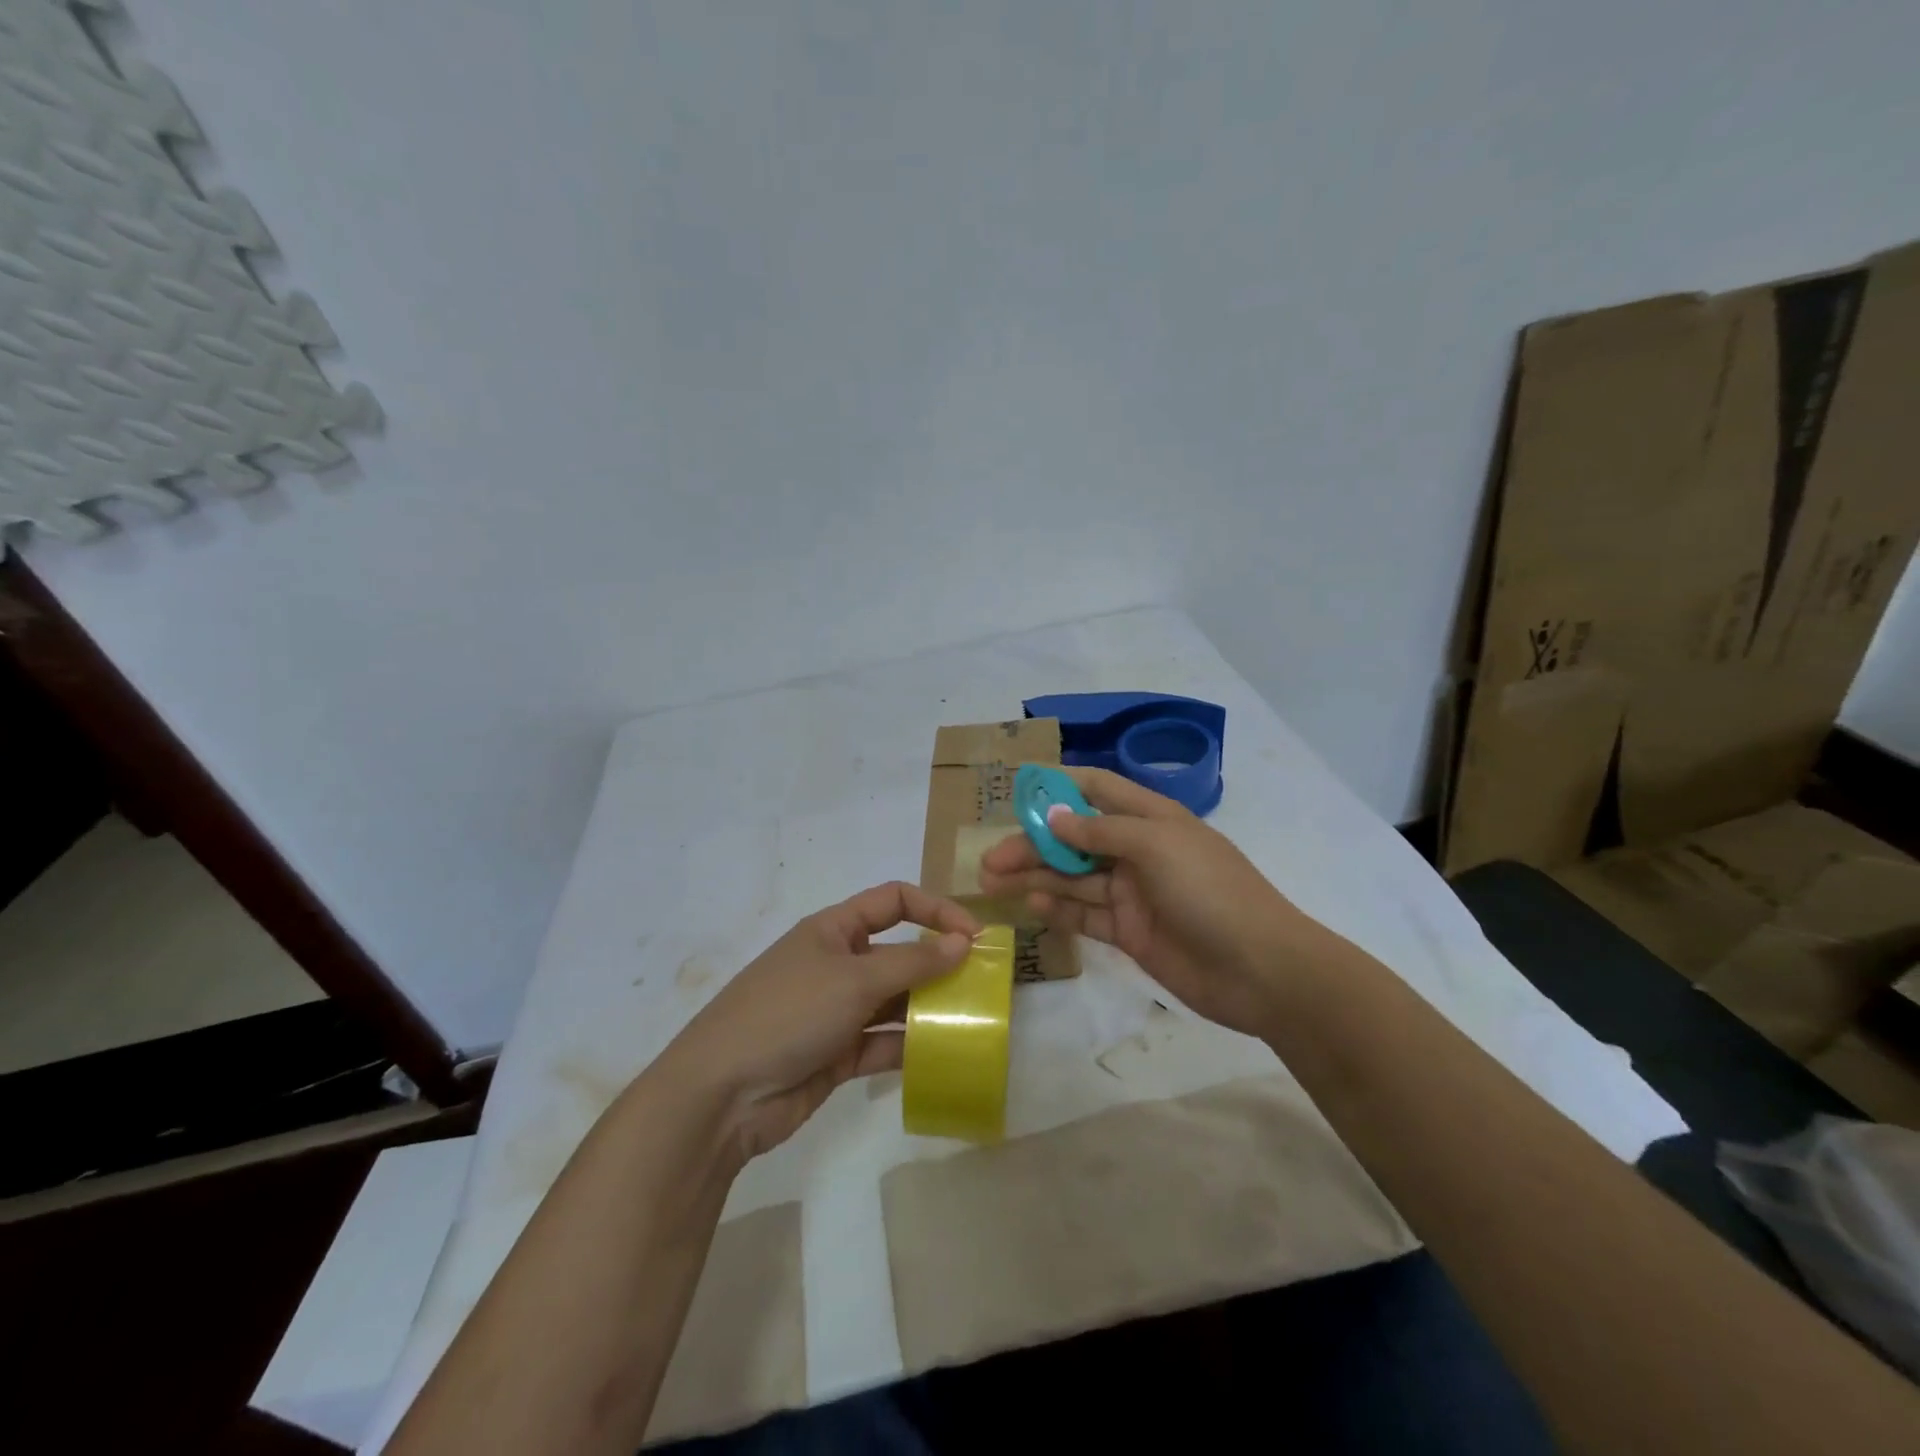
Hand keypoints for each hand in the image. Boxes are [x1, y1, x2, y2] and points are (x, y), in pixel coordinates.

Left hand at [654, 882, 978, 1162]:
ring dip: (930, 1008)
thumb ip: (913, 963)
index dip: (936, 910)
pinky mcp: (837, 1054)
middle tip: (985, 985)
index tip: (975, 936)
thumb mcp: (854, 980)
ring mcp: (837, 1011)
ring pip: (895, 1001)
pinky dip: (910, 1046)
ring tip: (973, 1021)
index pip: (894, 901)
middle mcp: (838, 963)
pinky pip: (884, 1042)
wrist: (721, 1095)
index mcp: (834, 929)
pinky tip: (943, 1055)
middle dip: (939, 964)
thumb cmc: (788, 1014)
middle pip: (899, 953)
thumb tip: (963, 942)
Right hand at [979, 767, 1334, 1034]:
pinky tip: (1030, 906)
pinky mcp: (1129, 932)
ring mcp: (1132, 893)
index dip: (1059, 786)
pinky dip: (1057, 909)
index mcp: (1150, 818)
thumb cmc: (1211, 891)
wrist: (1261, 970)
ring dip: (1034, 877)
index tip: (1017, 790)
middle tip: (989, 858)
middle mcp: (1137, 851)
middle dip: (1033, 844)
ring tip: (992, 882)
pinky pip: (1084, 914)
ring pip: (1073, 878)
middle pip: (1074, 839)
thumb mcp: (1156, 846)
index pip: (1098, 789)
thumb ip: (1100, 832)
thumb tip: (1054, 817)